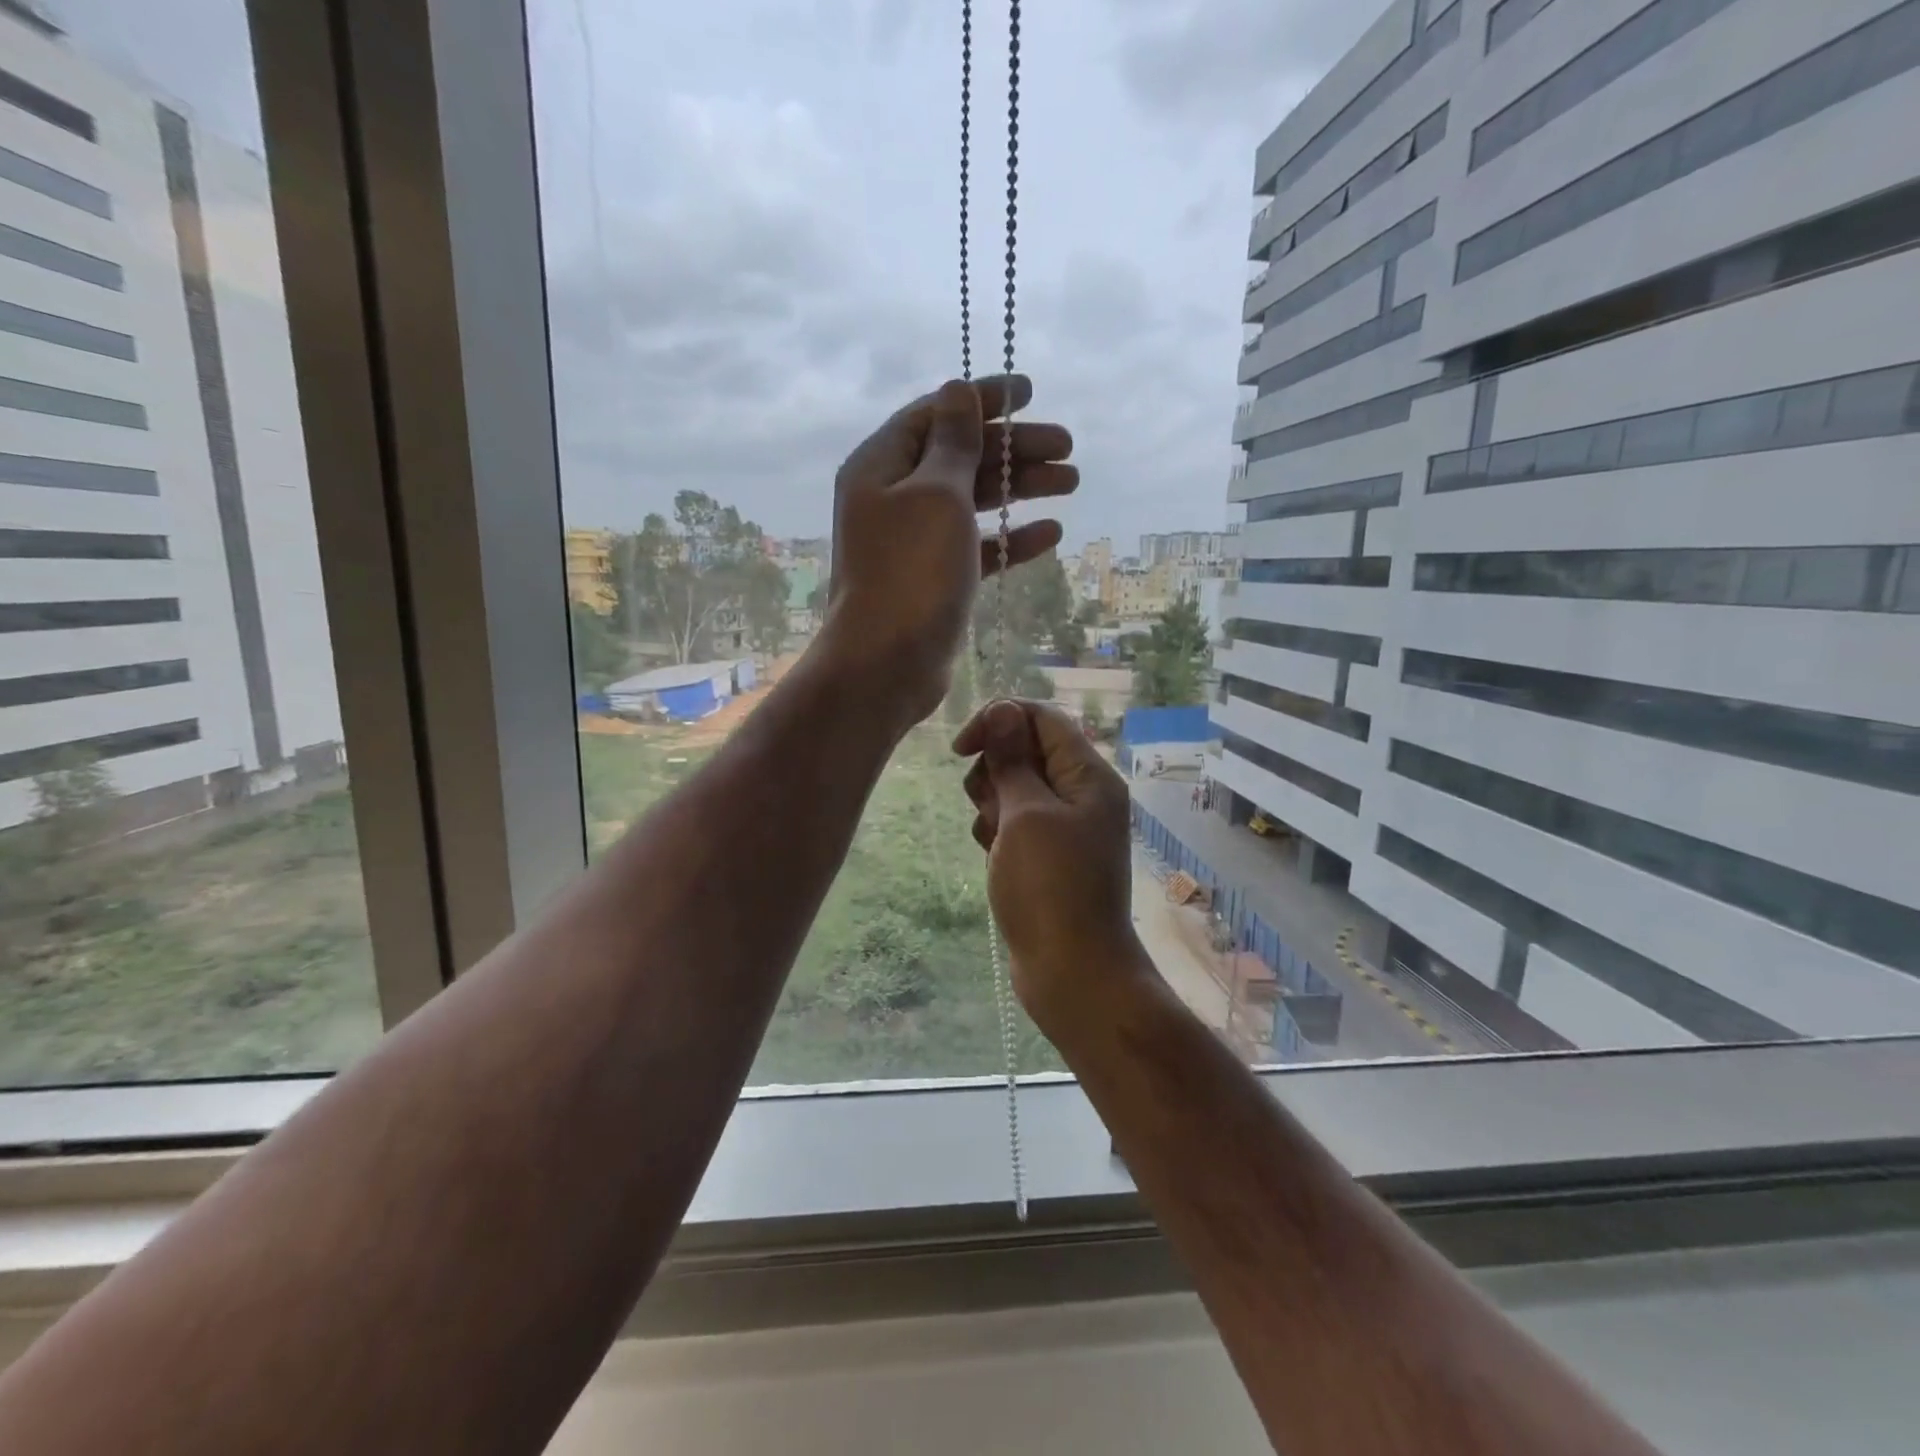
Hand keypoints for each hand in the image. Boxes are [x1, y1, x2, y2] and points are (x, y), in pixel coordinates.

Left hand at [820, 376, 1075, 728]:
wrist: (888, 663)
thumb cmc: (911, 571)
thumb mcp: (937, 494)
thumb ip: (953, 442)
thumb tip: (957, 391)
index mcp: (881, 465)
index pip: (936, 414)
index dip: (984, 399)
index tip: (1031, 391)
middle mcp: (894, 497)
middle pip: (961, 456)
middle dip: (1014, 447)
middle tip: (1068, 447)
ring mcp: (915, 540)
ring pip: (973, 500)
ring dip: (1020, 488)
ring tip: (1071, 482)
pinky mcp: (935, 577)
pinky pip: (977, 545)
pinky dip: (1010, 537)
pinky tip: (1050, 533)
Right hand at [954, 699, 1146, 1032]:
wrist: (1072, 972)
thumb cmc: (1050, 888)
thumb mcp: (1026, 816)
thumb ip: (1012, 760)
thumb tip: (1003, 710)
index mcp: (1088, 776)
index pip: (1041, 718)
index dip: (998, 721)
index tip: (961, 749)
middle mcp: (1081, 794)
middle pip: (1025, 751)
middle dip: (994, 771)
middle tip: (991, 807)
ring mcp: (1066, 827)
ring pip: (1014, 789)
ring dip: (992, 805)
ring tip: (994, 839)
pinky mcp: (1049, 856)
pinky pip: (1015, 824)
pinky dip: (998, 833)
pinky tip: (993, 859)